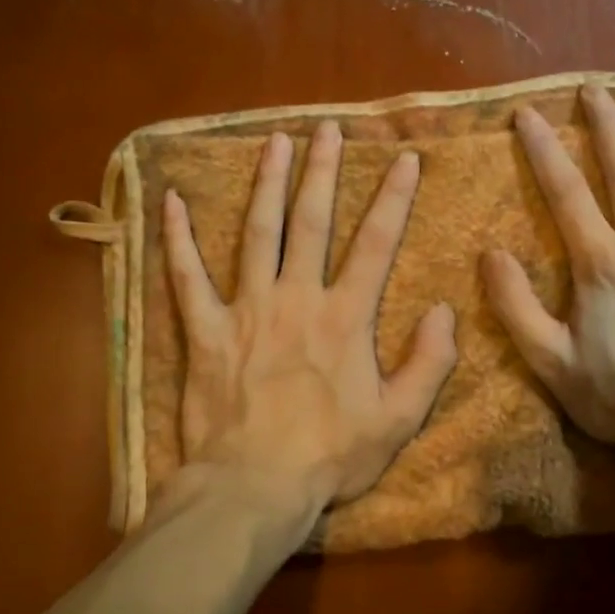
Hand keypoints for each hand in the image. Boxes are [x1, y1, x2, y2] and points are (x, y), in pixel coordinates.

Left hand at [162, 120, 458, 521]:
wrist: (255, 486)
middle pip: (311, 221)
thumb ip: (429, 363)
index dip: (394, 198)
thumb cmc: (330, 456)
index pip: (376, 244)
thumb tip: (443, 311)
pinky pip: (187, 278)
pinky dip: (177, 239)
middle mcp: (297, 299)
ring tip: (273, 141)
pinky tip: (171, 200)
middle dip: (321, 171)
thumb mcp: (399, 419)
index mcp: (345, 318)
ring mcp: (247, 310)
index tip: (404, 157)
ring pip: (257, 233)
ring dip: (266, 184)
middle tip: (325, 127)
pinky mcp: (205, 332)